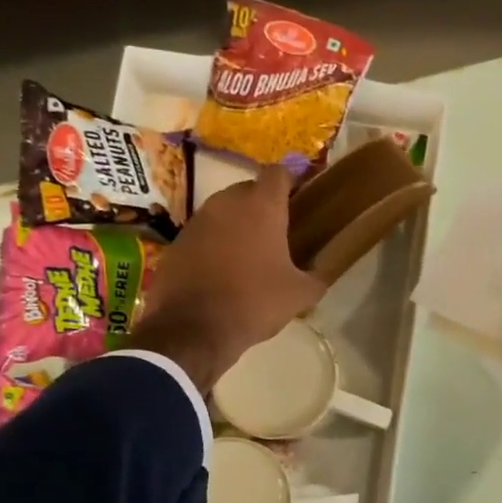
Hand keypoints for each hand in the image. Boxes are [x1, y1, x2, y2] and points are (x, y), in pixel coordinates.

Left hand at [130, 165, 324, 390]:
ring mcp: (197, 220)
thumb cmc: (254, 303)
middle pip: (250, 189)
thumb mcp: (300, 295)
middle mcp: (226, 203)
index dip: (292, 180)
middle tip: (279, 232)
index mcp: (261, 207)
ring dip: (238, 224)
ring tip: (251, 254)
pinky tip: (223, 271)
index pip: (279, 172)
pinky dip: (216, 243)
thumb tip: (323, 273)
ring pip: (224, 210)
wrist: (192, 330)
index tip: (301, 198)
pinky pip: (204, 233)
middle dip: (265, 205)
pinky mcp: (177, 241)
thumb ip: (318, 277)